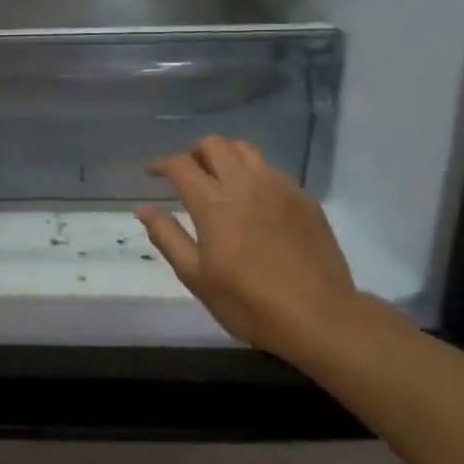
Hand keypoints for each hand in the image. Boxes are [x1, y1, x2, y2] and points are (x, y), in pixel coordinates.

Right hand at [136, 136, 359, 360]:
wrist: (321, 319)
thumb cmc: (249, 303)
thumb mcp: (196, 276)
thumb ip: (167, 236)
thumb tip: (143, 208)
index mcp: (214, 203)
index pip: (180, 165)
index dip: (161, 163)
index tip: (152, 172)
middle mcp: (245, 184)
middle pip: (214, 144)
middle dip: (194, 153)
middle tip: (187, 175)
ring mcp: (279, 188)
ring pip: (246, 149)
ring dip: (225, 156)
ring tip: (220, 179)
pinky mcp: (305, 200)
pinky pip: (272, 171)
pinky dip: (253, 174)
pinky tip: (254, 201)